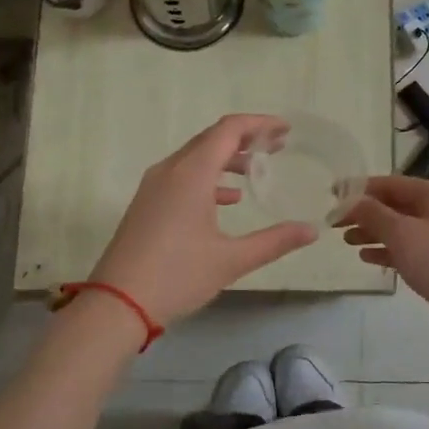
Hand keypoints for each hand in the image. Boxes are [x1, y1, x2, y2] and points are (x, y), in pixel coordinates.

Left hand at [89, 115, 317, 326]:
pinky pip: (182, 175)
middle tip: (277, 146)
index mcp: (192, 174)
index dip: (259, 124)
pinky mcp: (147, 203)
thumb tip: (312, 230)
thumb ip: (275, 241)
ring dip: (227, 158)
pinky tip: (228, 199)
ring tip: (256, 171)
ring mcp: (154, 186)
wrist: (116, 304)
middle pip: (211, 138)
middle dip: (246, 138)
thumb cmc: (177, 276)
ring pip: (195, 156)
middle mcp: (170, 170)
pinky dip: (208, 177)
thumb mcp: (232, 260)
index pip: (229, 130)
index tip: (285, 130)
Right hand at [335, 176, 428, 347]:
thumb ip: (372, 214)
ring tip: (346, 240)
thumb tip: (349, 200)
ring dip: (373, 231)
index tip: (333, 194)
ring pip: (401, 227)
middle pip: (395, 204)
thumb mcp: (401, 234)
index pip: (391, 183)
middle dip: (365, 212)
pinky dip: (387, 249)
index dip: (360, 188)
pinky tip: (366, 256)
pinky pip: (409, 247)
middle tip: (335, 223)